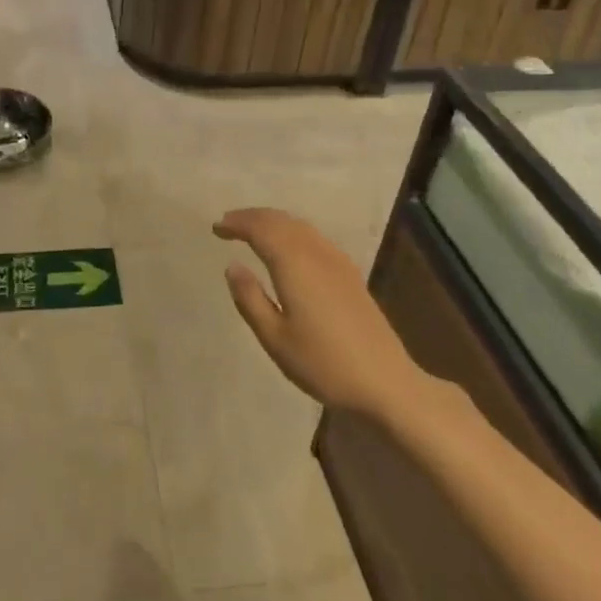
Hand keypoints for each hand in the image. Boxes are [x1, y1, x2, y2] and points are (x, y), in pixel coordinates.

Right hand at [214, 208, 411, 418]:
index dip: (237, 223)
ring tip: (252, 231)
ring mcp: (338, 262)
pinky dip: (292, 232)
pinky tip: (287, 248)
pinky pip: (314, 238)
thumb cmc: (322, 364)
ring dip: (273, 222)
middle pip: (282, 221)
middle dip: (253, 217)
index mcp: (295, 265)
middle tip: (228, 224)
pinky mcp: (350, 274)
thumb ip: (250, 298)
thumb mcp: (274, 337)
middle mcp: (317, 254)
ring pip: (301, 226)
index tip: (216, 227)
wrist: (384, 382)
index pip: (261, 229)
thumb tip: (232, 266)